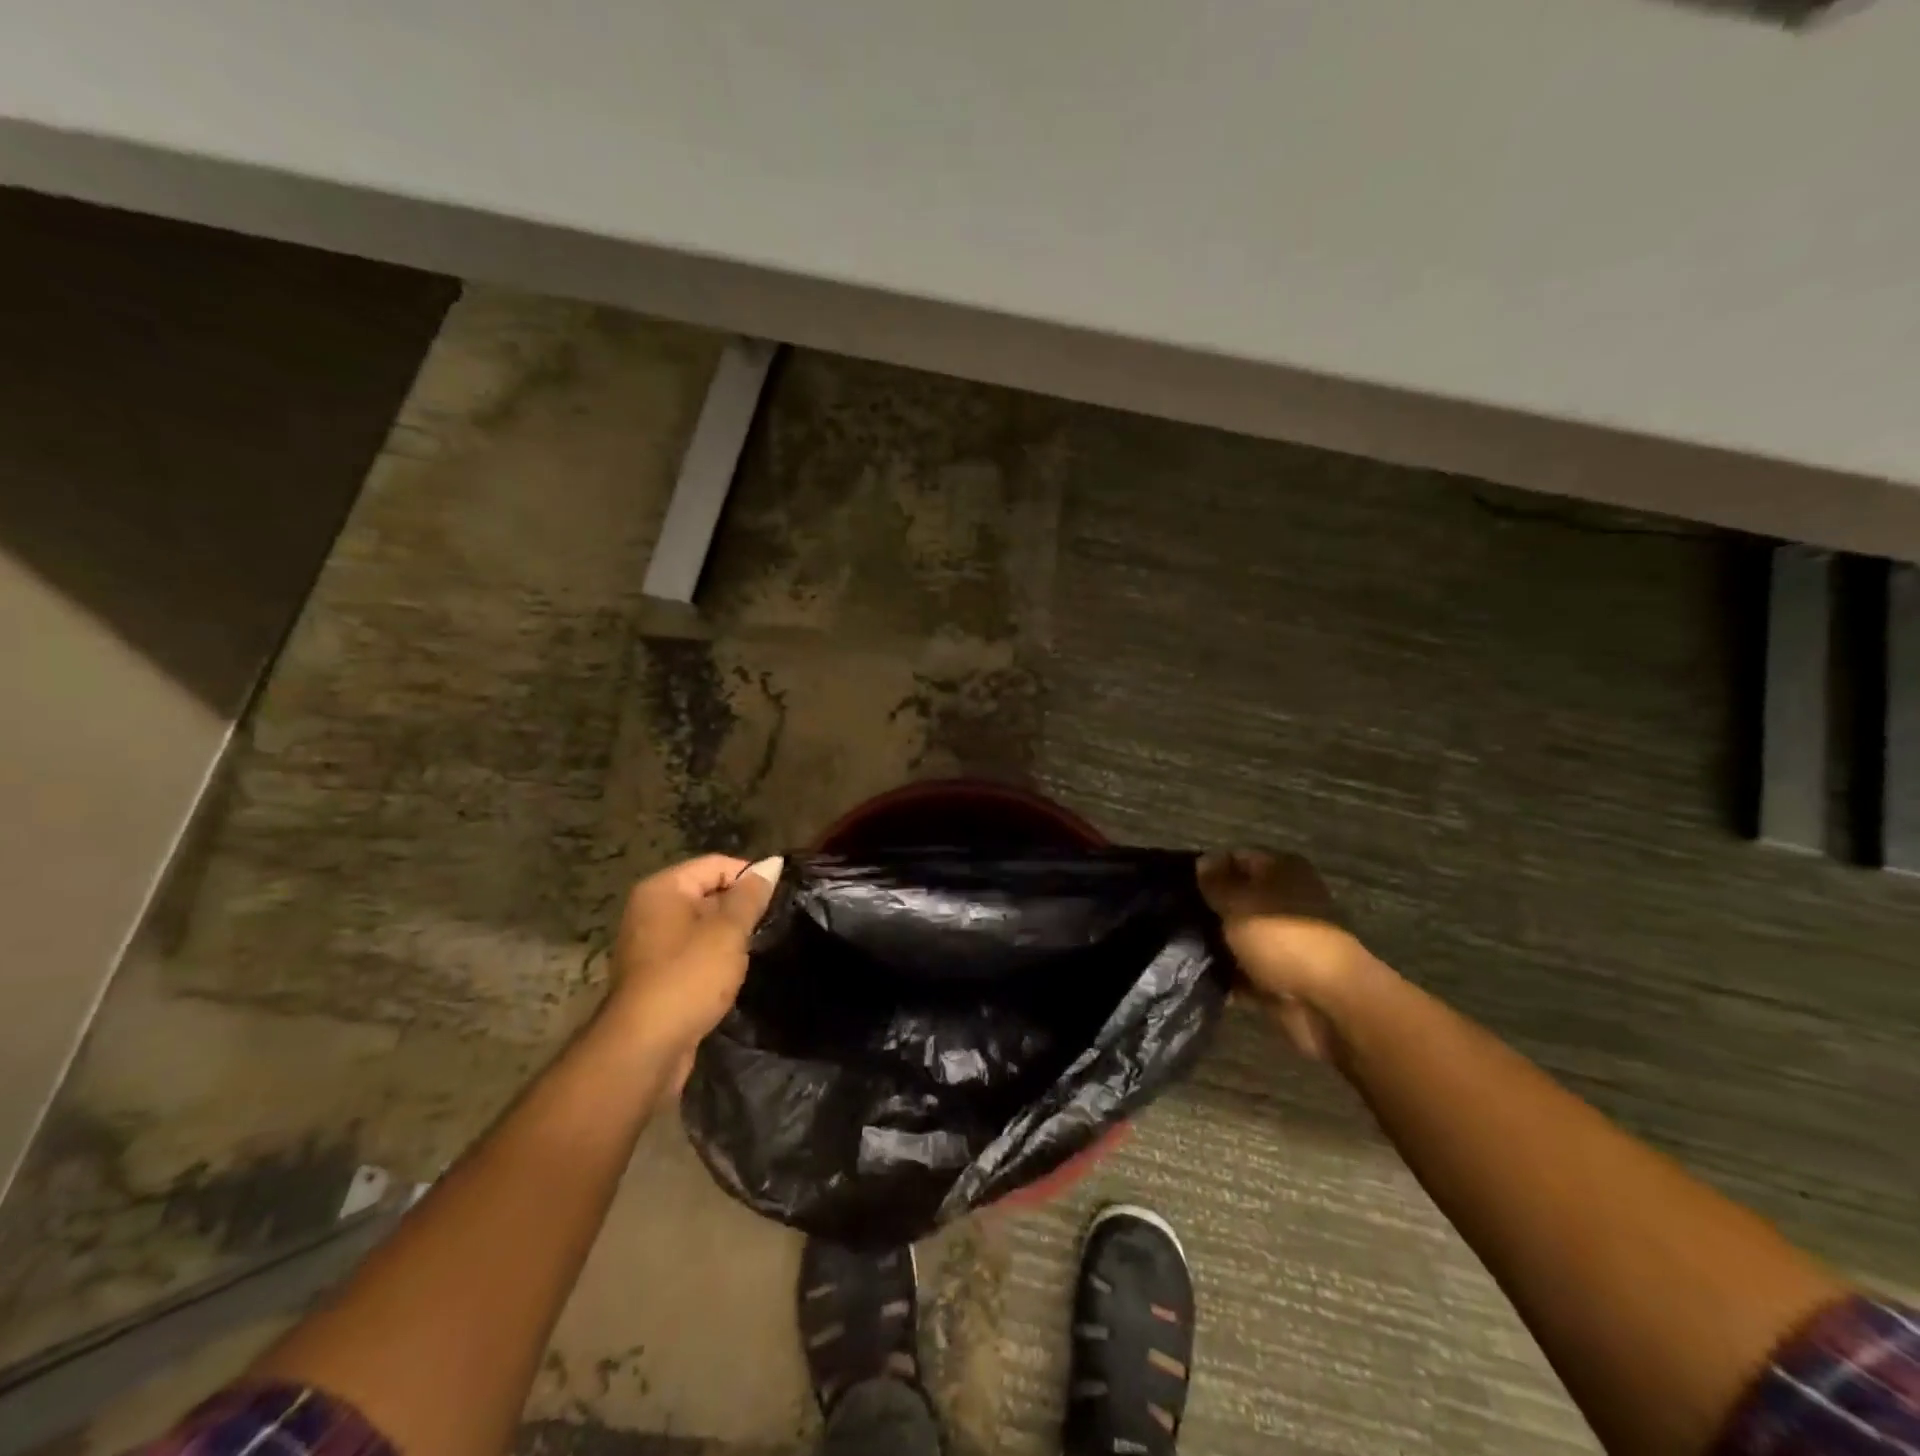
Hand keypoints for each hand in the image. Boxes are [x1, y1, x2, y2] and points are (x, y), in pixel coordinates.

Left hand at [604, 853, 782, 1082]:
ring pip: (702, 925)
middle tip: (771, 925)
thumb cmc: (689, 977)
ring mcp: (649, 943)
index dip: (751, 877)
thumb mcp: (728, 931)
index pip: (716, 864)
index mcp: (663, 889)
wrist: (644, 1047)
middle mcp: (650, 909)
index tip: (780, 898)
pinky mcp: (654, 974)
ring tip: (756, 948)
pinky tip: (733, 973)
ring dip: (729, 935)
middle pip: (707, 892)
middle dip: (740, 907)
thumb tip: (773, 863)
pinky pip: (692, 951)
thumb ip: (751, 896)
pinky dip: (713, 957)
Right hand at [1197, 849, 1370, 1060]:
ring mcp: (1285, 938)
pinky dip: (1227, 972)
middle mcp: (1286, 899)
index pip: (1237, 858)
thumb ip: (1216, 883)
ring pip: (1239, 934)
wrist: (1324, 1001)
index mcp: (1282, 871)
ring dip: (1216, 942)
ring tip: (1180, 944)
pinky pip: (1245, 967)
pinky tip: (1197, 972)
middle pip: (1238, 897)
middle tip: (1175, 916)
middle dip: (1209, 908)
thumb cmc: (1279, 938)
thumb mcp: (1238, 902)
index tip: (1179, 886)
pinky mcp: (1280, 972)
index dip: (1208, 870)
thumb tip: (1203, 861)